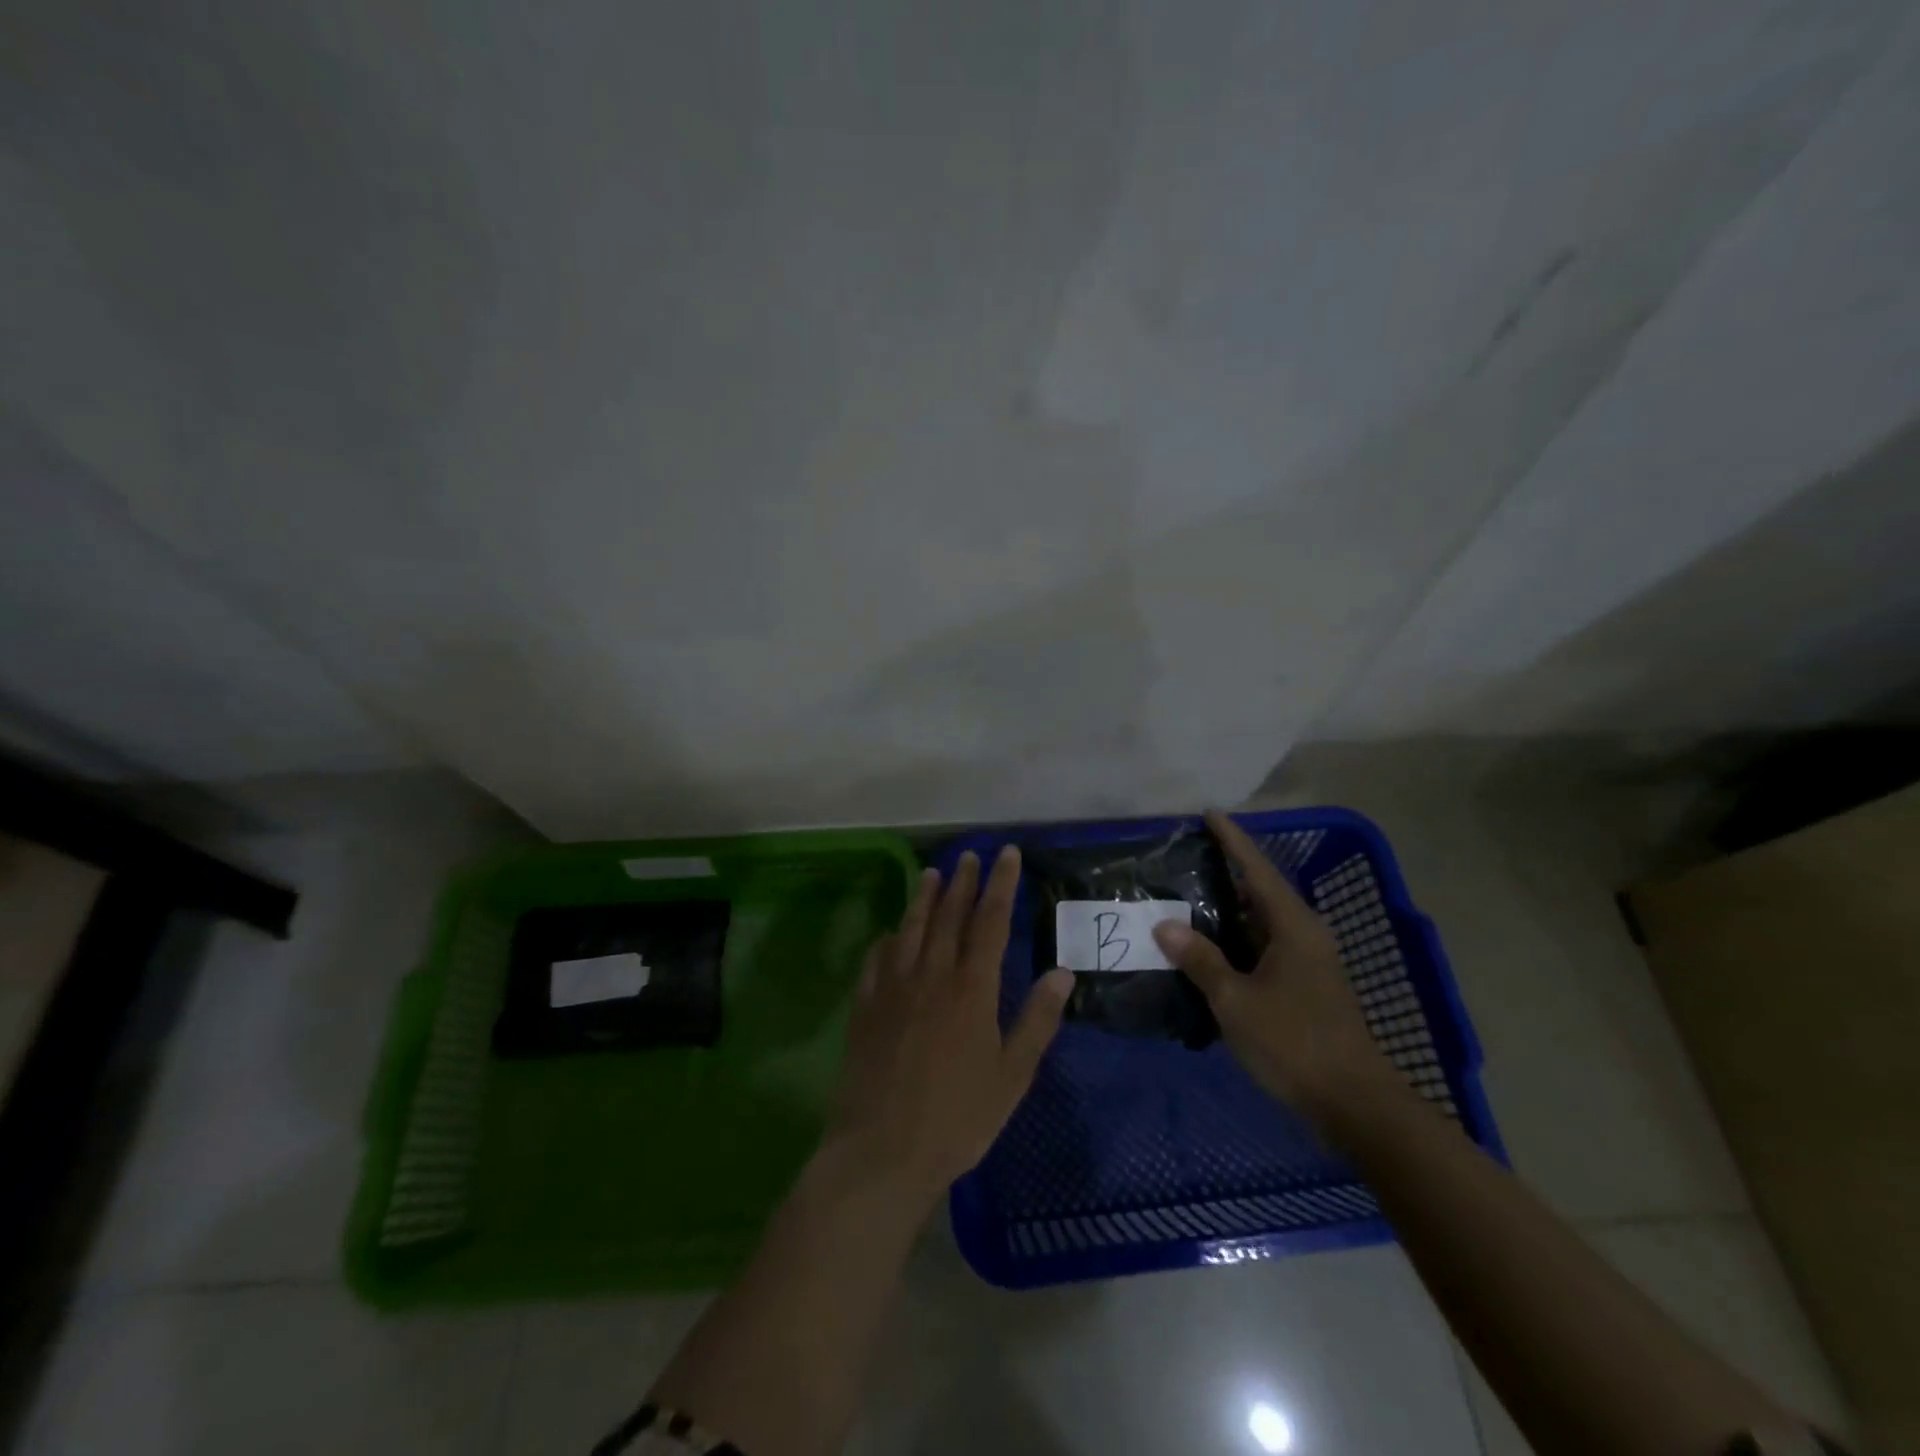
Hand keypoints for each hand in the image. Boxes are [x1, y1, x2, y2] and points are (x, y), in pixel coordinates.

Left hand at [824, 847, 1073, 1209]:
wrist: (883, 1151)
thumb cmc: (958, 1117)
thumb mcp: (1012, 1075)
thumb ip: (1037, 1020)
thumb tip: (1062, 971)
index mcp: (972, 989)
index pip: (990, 921)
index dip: (1000, 884)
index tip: (1006, 855)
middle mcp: (932, 975)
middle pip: (949, 916)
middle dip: (963, 882)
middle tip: (970, 855)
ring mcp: (893, 988)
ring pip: (910, 929)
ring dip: (923, 898)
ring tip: (931, 873)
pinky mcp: (865, 1007)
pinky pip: (876, 960)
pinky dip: (887, 940)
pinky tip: (889, 934)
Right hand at [1152, 809, 1396, 1126]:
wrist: (1354, 1103)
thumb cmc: (1294, 1043)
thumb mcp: (1236, 1001)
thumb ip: (1200, 960)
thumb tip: (1164, 924)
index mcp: (1293, 926)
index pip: (1257, 869)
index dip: (1232, 840)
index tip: (1208, 813)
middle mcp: (1305, 934)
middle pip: (1261, 889)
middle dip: (1226, 870)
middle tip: (1186, 855)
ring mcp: (1308, 960)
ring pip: (1262, 920)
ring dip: (1229, 907)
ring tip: (1187, 893)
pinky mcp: (1305, 984)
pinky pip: (1264, 944)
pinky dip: (1236, 937)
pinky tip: (1209, 945)